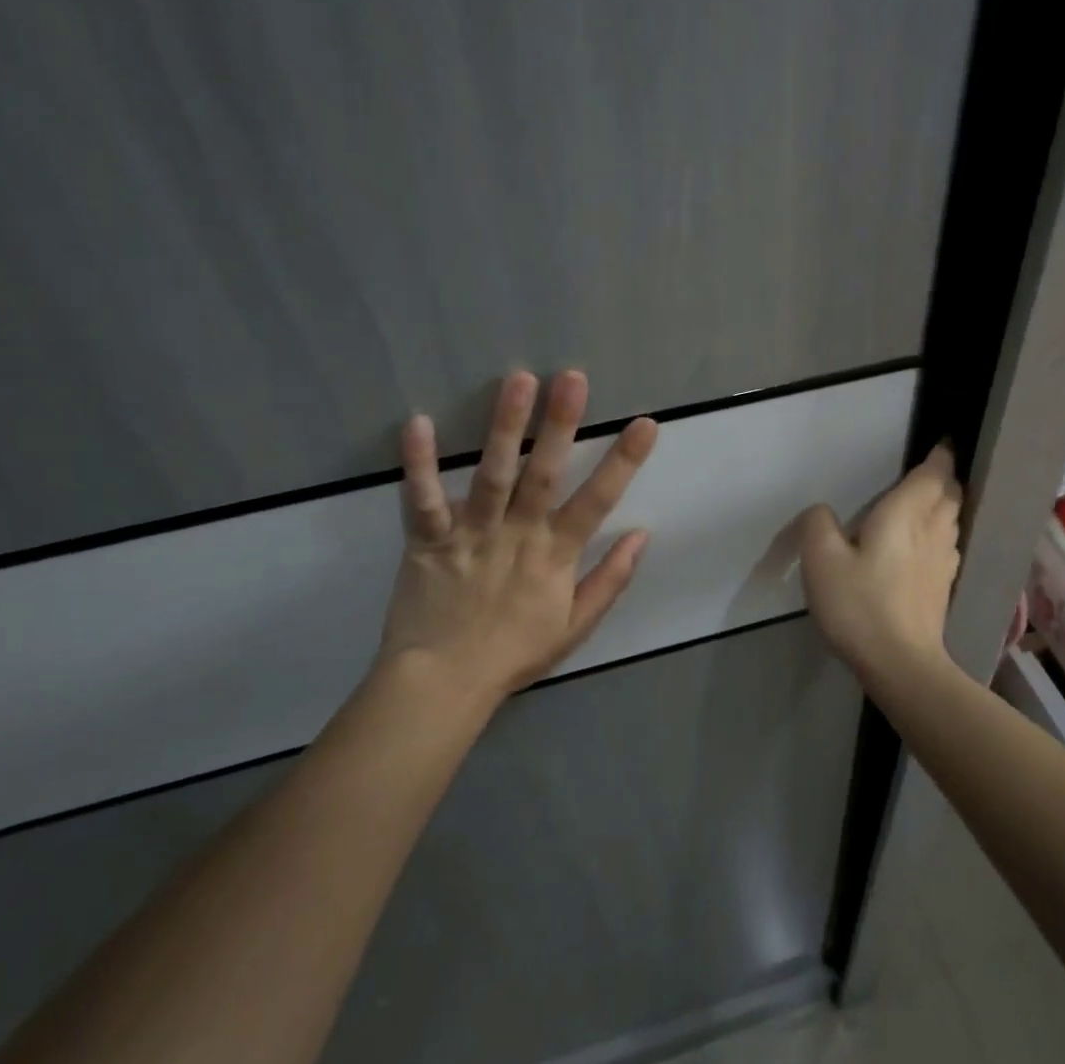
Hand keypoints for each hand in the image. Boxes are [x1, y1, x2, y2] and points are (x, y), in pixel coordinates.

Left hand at [380, 369, 658, 697]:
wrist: (443, 685)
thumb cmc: (514, 653)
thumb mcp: (576, 626)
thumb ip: (611, 579)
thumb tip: (642, 534)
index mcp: (555, 555)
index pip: (597, 501)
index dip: (623, 462)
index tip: (645, 422)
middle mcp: (518, 535)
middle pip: (543, 474)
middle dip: (560, 425)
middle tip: (572, 378)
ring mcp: (472, 535)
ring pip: (491, 475)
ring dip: (504, 427)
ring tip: (518, 381)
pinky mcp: (429, 540)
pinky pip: (423, 500)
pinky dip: (419, 463)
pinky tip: (418, 422)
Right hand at [797, 444, 961, 682]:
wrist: (901, 663)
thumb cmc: (860, 605)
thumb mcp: (821, 560)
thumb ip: (818, 524)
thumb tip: (823, 511)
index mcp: (905, 515)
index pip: (932, 475)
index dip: (940, 456)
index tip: (943, 442)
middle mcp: (932, 531)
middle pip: (949, 495)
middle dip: (944, 479)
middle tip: (931, 470)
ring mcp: (944, 561)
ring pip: (951, 520)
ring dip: (945, 505)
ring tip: (929, 501)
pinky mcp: (943, 586)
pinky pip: (948, 545)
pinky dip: (942, 533)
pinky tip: (927, 544)